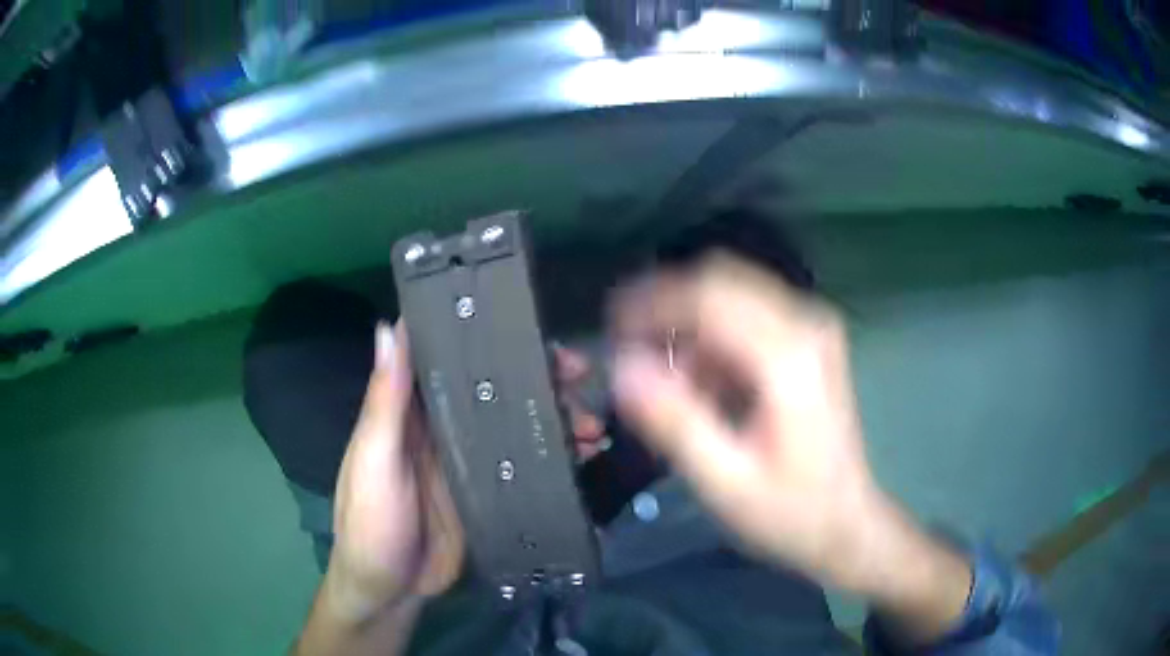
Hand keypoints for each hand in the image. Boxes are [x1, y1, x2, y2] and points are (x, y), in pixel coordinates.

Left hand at [326, 330, 605, 615]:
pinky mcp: (491, 493)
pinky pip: (527, 464)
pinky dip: (555, 456)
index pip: (450, 359)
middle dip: (538, 377)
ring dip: (553, 417)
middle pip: (495, 389)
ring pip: (517, 424)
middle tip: (579, 373)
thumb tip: (390, 327)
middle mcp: (443, 428)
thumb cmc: (370, 523)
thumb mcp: (373, 461)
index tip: (530, 324)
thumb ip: (384, 402)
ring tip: (592, 424)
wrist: (391, 591)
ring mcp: (470, 462)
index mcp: (411, 412)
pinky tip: (584, 455)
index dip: (487, 337)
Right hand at [609, 254, 970, 640]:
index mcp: (787, 356)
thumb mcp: (725, 481)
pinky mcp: (809, 341)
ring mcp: (811, 329)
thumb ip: (674, 422)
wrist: (848, 524)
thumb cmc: (790, 512)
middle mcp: (805, 324)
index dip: (653, 302)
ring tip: (669, 383)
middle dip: (668, 307)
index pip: (708, 295)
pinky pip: (747, 317)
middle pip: (721, 281)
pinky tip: (705, 387)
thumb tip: (623, 368)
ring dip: (691, 327)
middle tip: (632, 351)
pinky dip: (714, 340)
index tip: (612, 329)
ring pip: (732, 295)